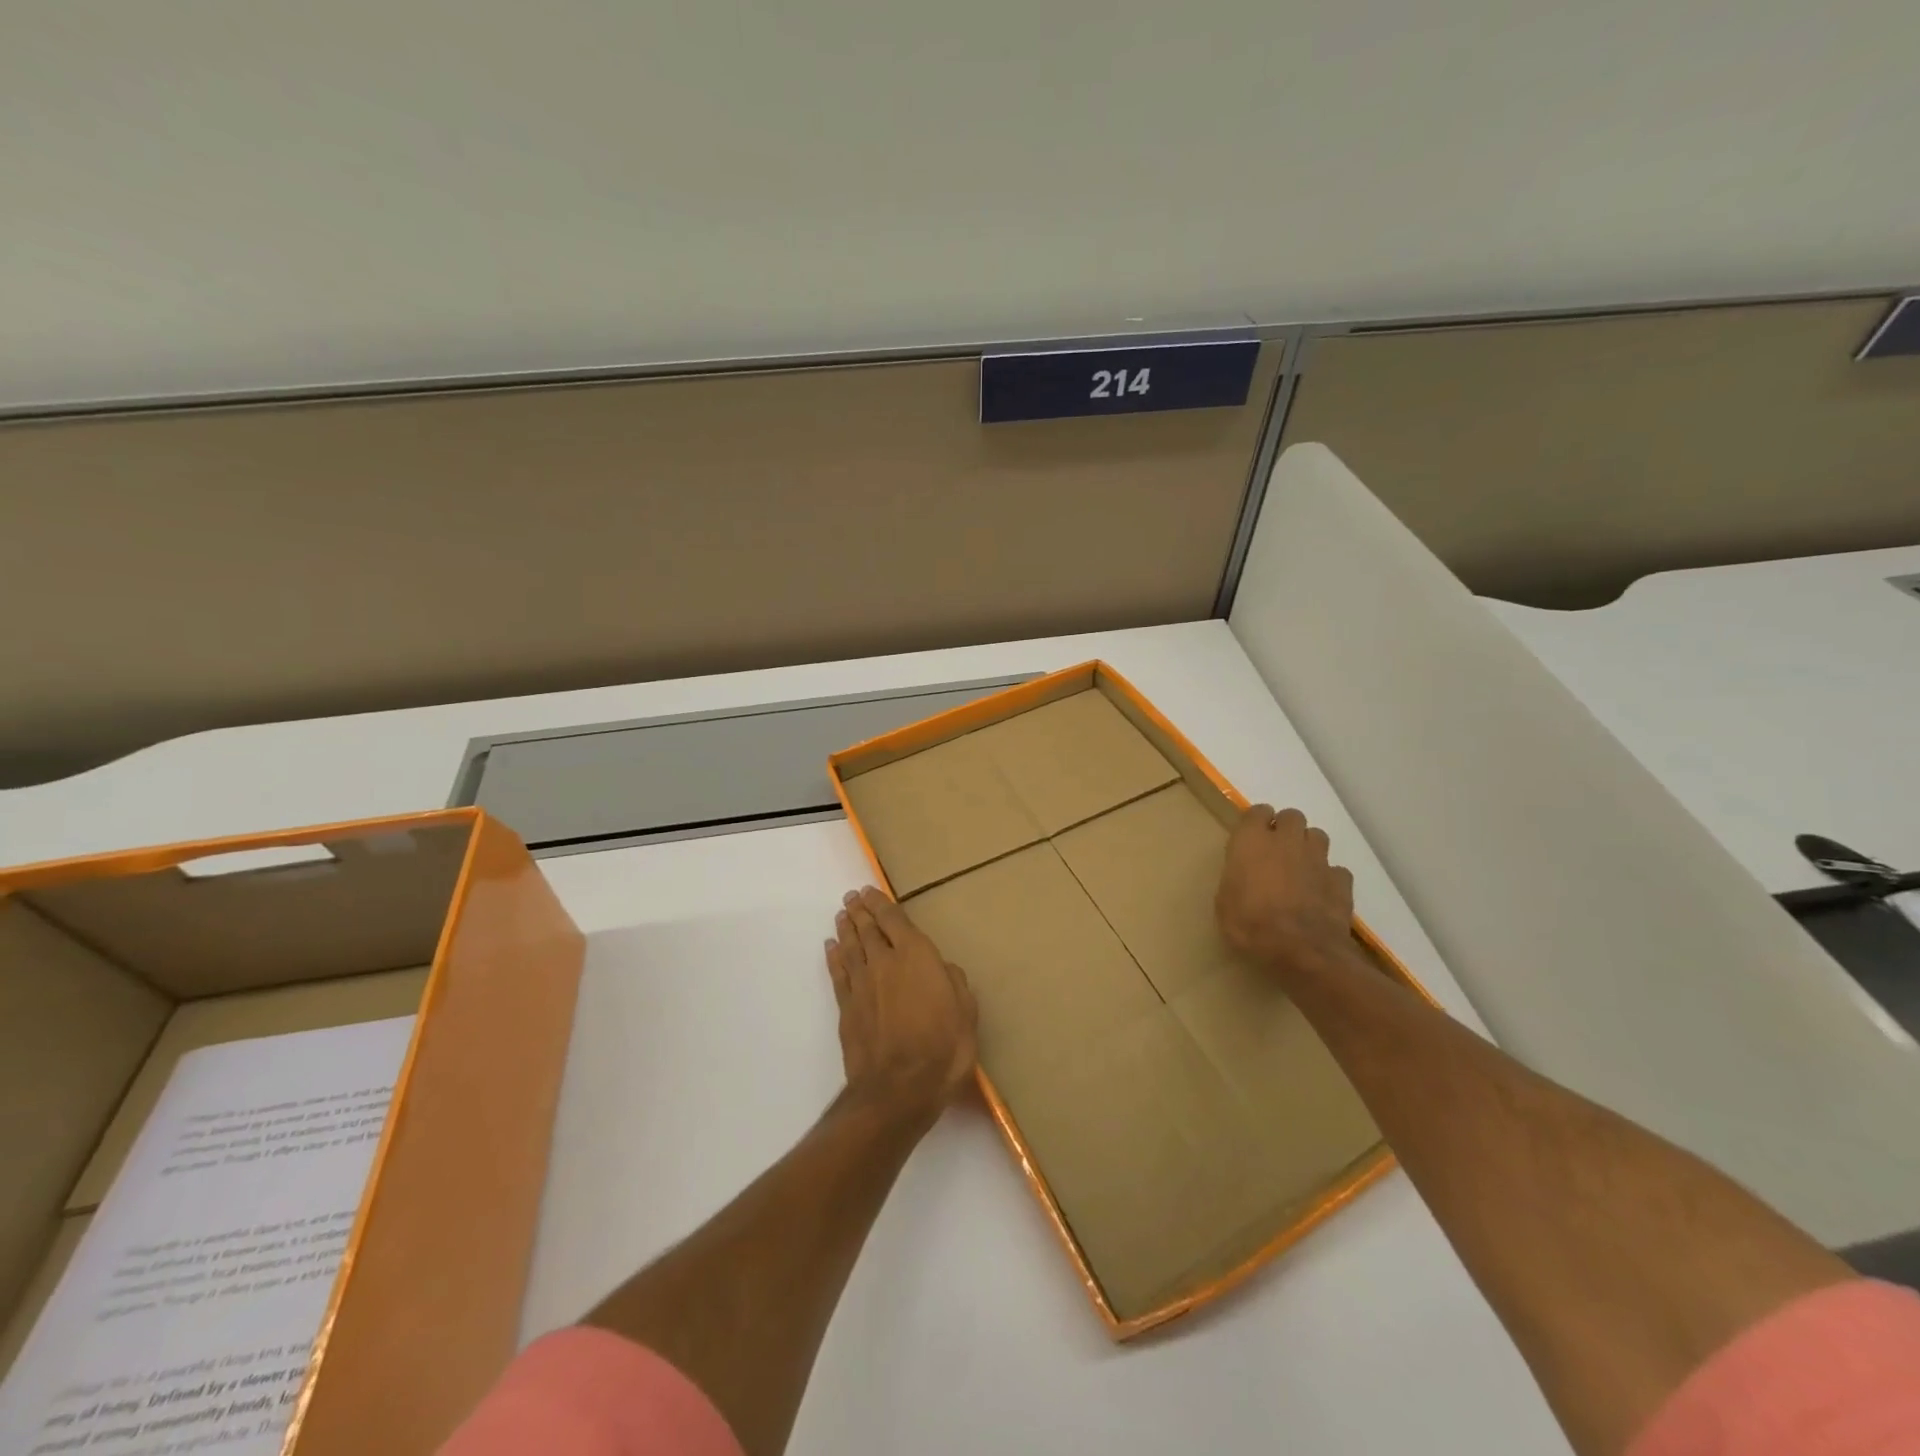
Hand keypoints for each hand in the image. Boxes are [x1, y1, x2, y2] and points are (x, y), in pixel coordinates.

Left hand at [826, 887, 978, 1125]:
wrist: (898, 1089)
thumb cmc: (942, 1048)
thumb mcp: (966, 1013)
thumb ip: (954, 983)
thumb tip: (943, 968)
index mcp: (915, 956)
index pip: (894, 920)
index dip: (881, 904)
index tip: (871, 891)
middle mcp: (884, 962)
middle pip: (868, 929)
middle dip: (860, 911)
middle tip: (852, 897)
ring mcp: (862, 985)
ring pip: (850, 947)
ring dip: (846, 928)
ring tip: (842, 915)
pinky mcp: (847, 1008)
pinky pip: (838, 973)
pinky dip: (834, 957)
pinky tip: (831, 948)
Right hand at [1216, 804, 1357, 972]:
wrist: (1301, 951)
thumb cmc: (1250, 925)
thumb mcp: (1225, 902)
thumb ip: (1236, 878)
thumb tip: (1244, 876)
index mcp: (1252, 841)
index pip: (1256, 812)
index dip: (1255, 823)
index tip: (1250, 839)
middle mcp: (1287, 841)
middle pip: (1292, 816)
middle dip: (1285, 828)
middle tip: (1276, 851)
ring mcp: (1318, 859)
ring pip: (1317, 836)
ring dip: (1308, 847)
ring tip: (1300, 868)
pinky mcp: (1341, 881)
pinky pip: (1336, 869)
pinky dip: (1329, 877)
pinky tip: (1321, 893)